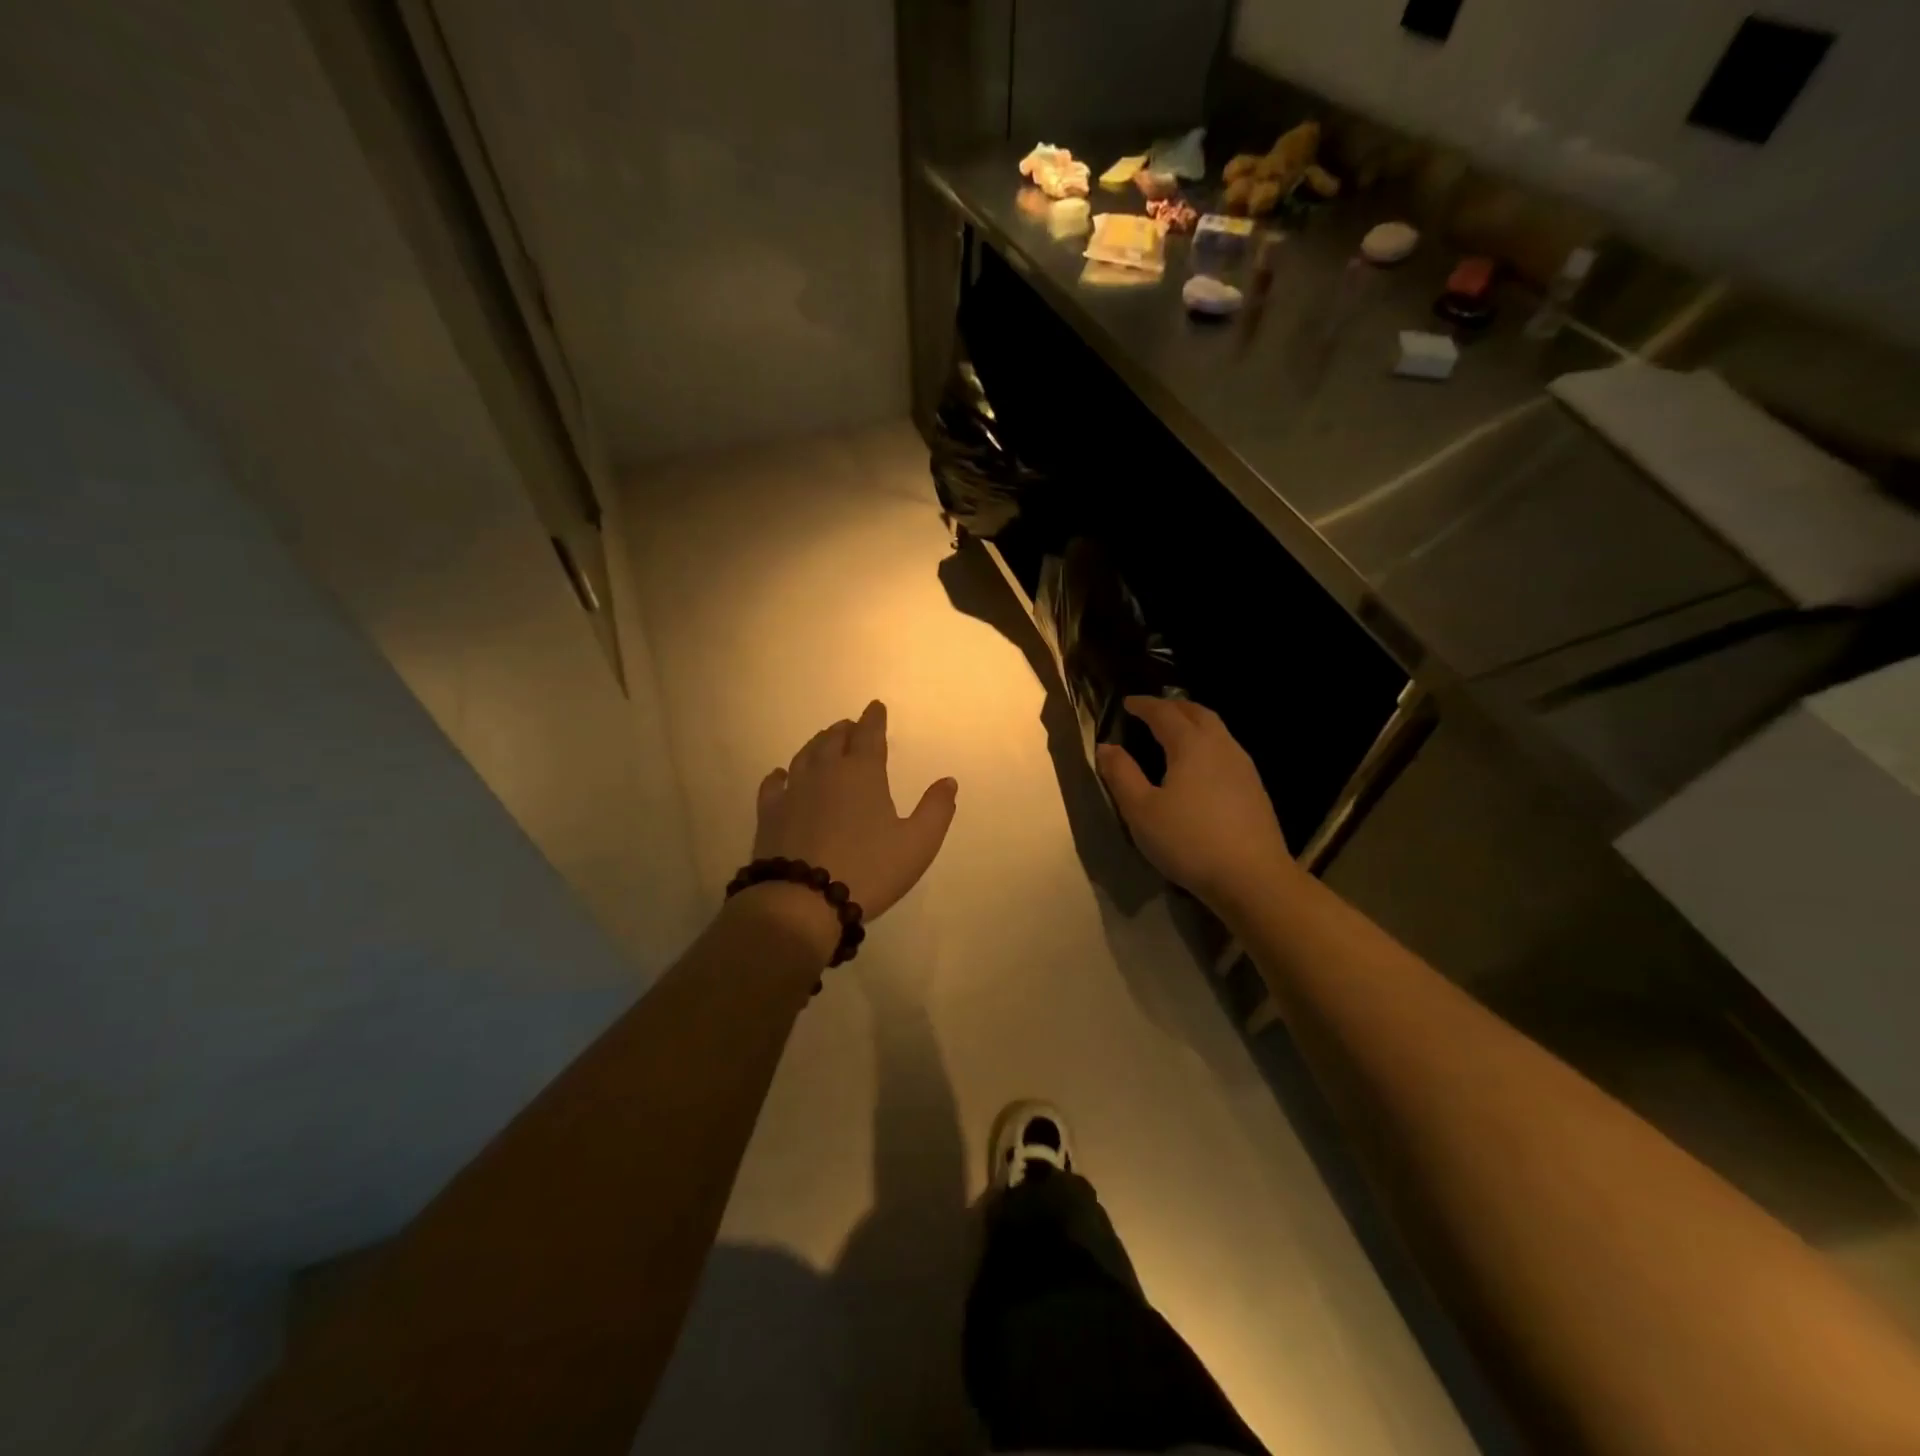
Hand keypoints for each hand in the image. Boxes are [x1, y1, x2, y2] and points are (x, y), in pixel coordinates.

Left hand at [745, 701, 958, 947]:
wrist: (803, 900)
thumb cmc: (868, 870)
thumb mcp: (917, 844)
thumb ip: (936, 810)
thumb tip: (948, 781)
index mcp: (863, 774)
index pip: (869, 735)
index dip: (874, 719)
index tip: (876, 707)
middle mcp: (826, 773)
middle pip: (834, 740)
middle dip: (846, 730)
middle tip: (851, 727)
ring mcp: (794, 792)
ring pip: (805, 756)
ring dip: (817, 745)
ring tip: (824, 742)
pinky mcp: (770, 814)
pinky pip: (774, 784)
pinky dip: (781, 775)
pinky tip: (782, 775)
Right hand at [1096, 696, 1298, 914]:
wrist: (1252, 878)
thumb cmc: (1189, 841)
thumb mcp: (1141, 811)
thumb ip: (1121, 774)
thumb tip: (1106, 746)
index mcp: (1191, 745)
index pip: (1164, 713)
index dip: (1144, 705)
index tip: (1127, 702)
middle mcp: (1221, 746)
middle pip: (1198, 713)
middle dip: (1173, 707)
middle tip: (1152, 711)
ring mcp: (1243, 766)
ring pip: (1217, 730)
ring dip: (1193, 722)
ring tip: (1175, 732)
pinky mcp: (1254, 788)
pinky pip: (1227, 749)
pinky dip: (1207, 742)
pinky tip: (1200, 765)